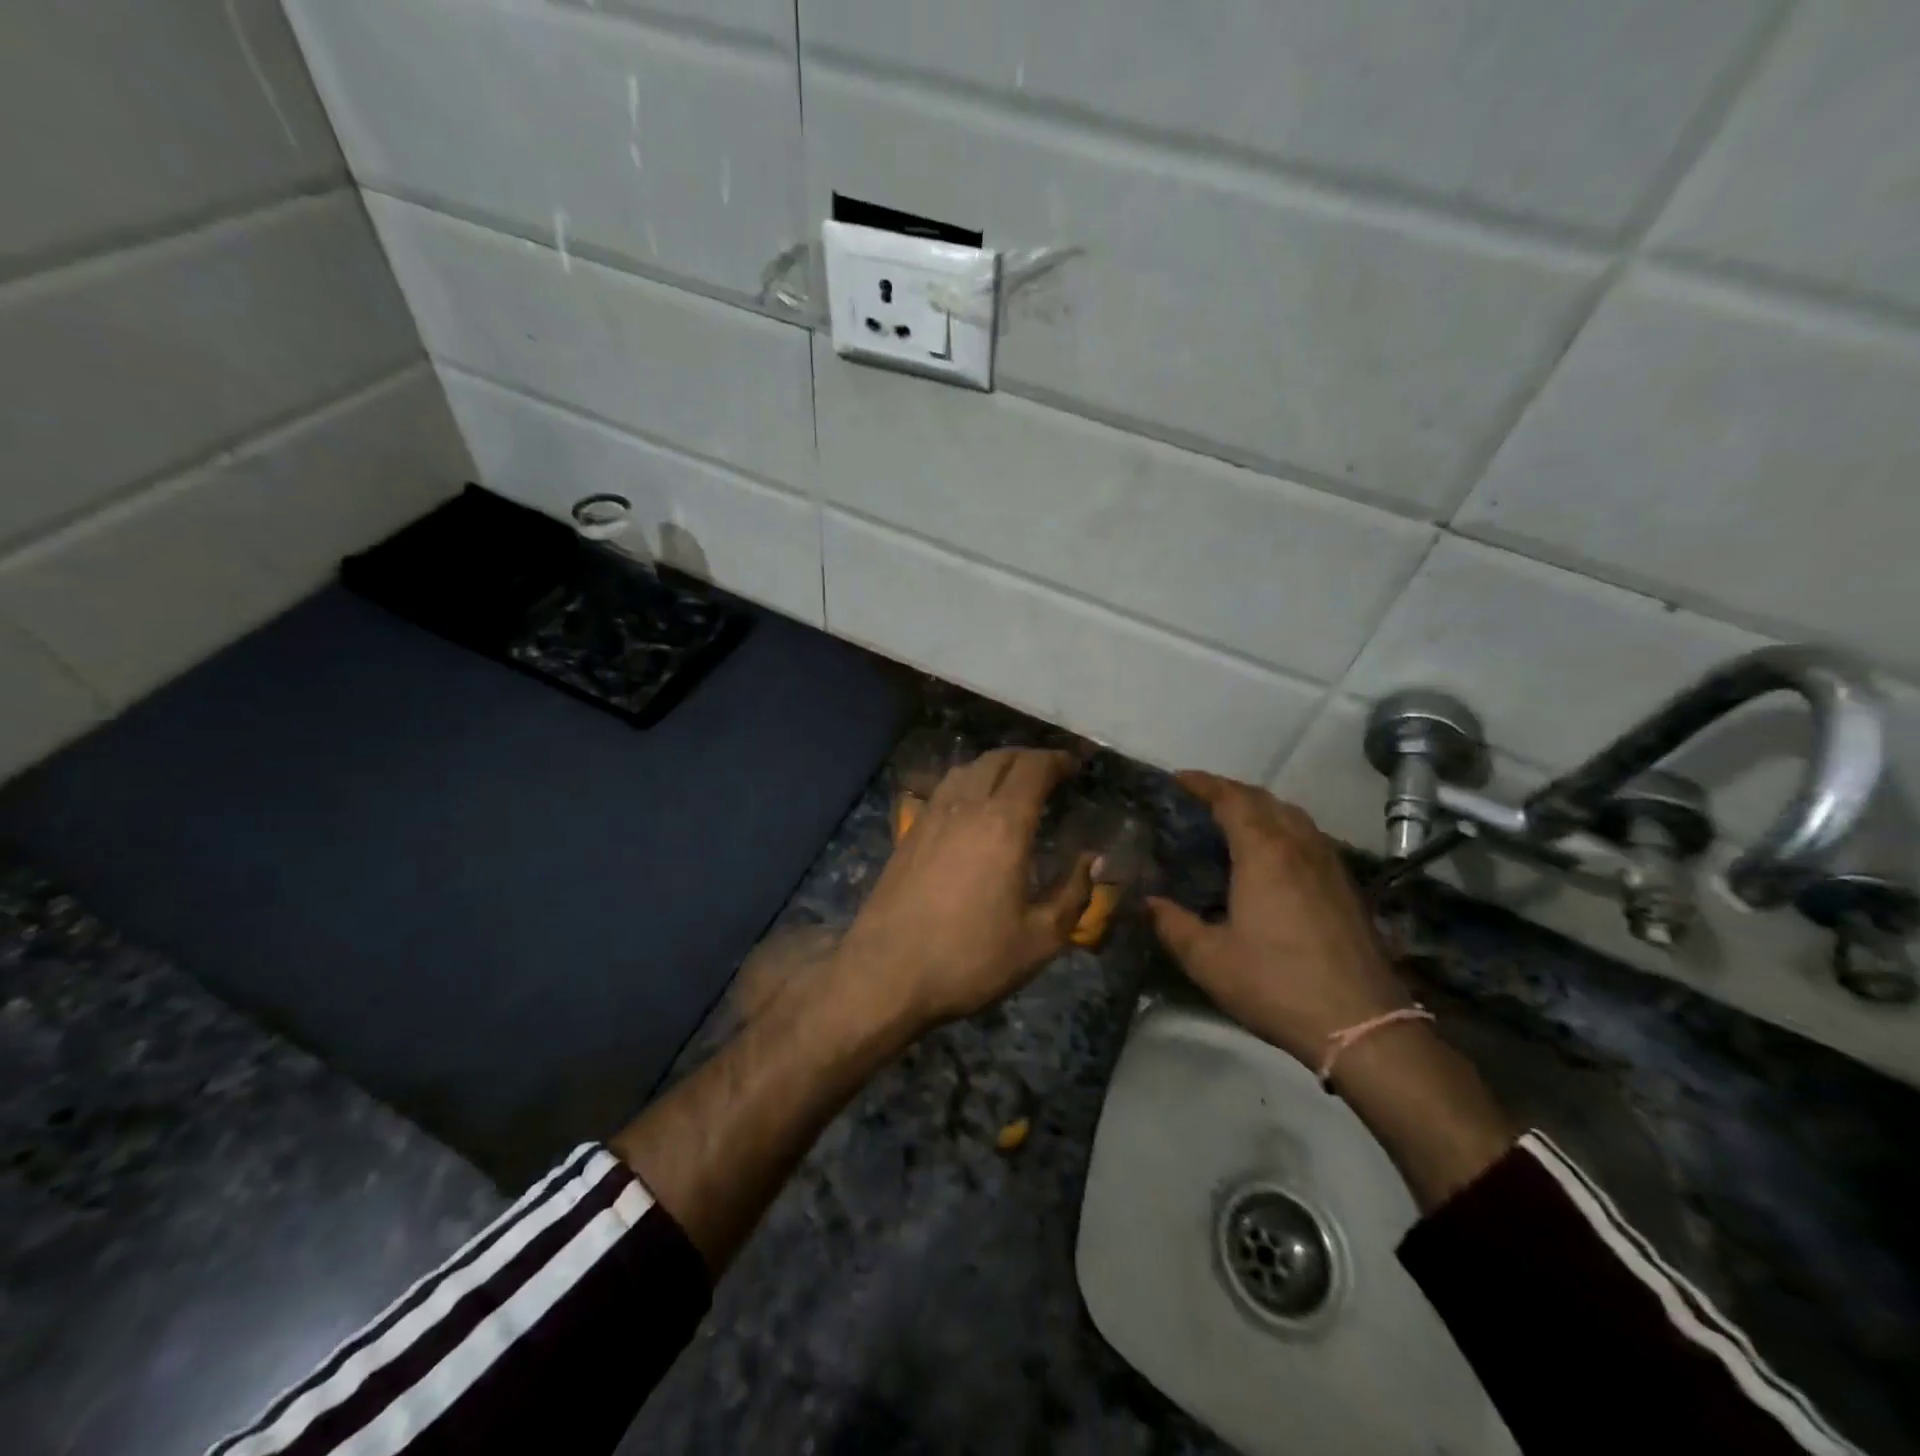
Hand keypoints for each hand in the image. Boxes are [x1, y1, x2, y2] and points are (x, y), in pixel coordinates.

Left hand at [835, 747, 1095, 1029]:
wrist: (885, 972)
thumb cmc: (969, 958)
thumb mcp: (1038, 940)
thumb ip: (1072, 894)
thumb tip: (1092, 860)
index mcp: (1003, 824)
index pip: (1033, 769)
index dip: (1057, 760)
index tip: (1075, 766)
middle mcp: (966, 807)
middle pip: (998, 759)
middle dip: (1029, 758)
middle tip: (1050, 772)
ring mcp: (931, 816)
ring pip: (967, 769)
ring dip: (996, 766)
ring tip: (1013, 785)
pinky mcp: (909, 832)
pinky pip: (945, 789)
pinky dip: (968, 783)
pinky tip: (972, 808)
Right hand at [1148, 771, 1408, 1065]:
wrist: (1361, 1024)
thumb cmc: (1276, 985)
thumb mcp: (1209, 959)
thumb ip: (1172, 924)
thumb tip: (1148, 901)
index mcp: (1264, 853)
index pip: (1232, 799)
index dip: (1203, 783)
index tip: (1177, 779)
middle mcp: (1299, 846)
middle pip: (1264, 799)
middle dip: (1229, 791)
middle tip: (1199, 799)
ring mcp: (1329, 864)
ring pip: (1292, 815)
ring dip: (1260, 807)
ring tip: (1233, 820)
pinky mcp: (1346, 886)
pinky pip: (1309, 837)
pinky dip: (1283, 828)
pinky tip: (1272, 856)